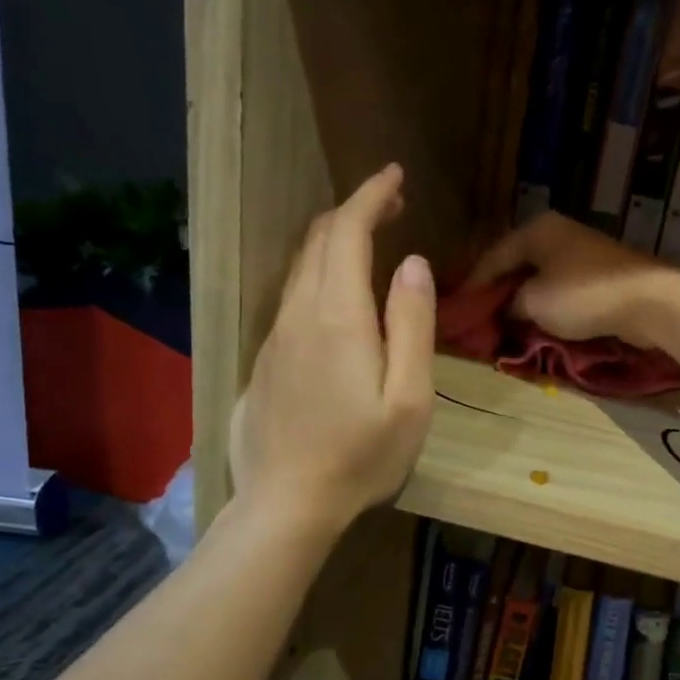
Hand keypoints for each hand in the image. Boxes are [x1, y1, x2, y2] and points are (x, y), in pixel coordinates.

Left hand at [229, 164, 435, 532]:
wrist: (287, 505)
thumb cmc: (362, 457)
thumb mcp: (409, 398)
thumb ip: (412, 326)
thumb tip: (412, 264)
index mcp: (338, 317)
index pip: (347, 232)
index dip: (370, 195)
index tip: (394, 175)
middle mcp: (298, 314)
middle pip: (319, 241)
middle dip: (354, 210)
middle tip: (391, 203)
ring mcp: (275, 337)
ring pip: (301, 267)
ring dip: (335, 241)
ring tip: (370, 238)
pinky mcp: (266, 360)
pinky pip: (292, 297)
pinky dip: (319, 273)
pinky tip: (339, 294)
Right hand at [463, 212, 679, 348]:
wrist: (650, 302)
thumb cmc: (584, 296)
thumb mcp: (534, 302)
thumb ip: (510, 305)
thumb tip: (507, 311)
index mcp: (537, 230)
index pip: (492, 257)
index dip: (473, 286)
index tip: (457, 311)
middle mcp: (558, 235)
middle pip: (516, 266)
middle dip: (498, 295)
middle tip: (480, 321)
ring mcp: (582, 254)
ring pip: (540, 280)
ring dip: (523, 303)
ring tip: (505, 327)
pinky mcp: (601, 276)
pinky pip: (562, 291)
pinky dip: (547, 307)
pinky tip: (538, 325)